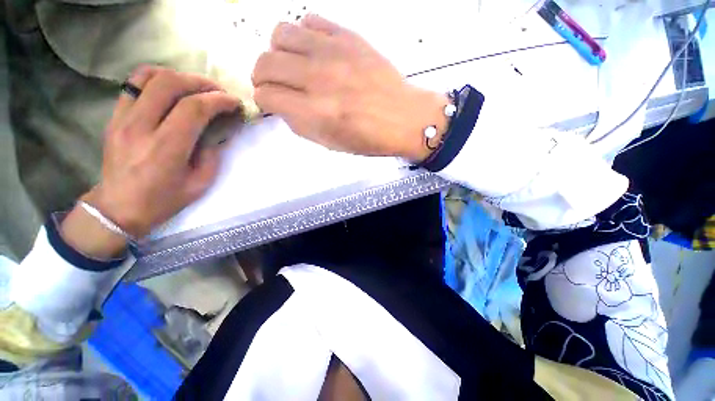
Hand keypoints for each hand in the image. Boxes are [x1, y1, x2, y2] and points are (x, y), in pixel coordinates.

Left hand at [61, 67, 241, 257]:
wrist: (118, 208)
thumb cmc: (163, 200)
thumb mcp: (200, 183)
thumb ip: (212, 154)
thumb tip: (219, 130)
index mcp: (166, 148)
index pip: (194, 108)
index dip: (219, 100)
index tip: (235, 103)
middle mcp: (140, 127)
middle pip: (170, 84)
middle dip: (201, 83)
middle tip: (219, 92)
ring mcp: (122, 118)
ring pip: (149, 77)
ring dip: (179, 76)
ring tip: (196, 87)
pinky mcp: (114, 116)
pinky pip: (133, 84)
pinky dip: (156, 78)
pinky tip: (170, 87)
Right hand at [252, 15, 449, 161]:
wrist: (403, 118)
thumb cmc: (369, 138)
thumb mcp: (330, 143)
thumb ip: (300, 124)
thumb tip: (281, 105)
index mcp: (315, 113)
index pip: (267, 96)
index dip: (265, 101)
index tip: (272, 103)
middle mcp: (318, 79)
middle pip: (265, 63)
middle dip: (263, 77)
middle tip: (275, 85)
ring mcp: (333, 53)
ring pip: (280, 35)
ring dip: (279, 52)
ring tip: (293, 66)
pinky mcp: (348, 36)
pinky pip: (309, 21)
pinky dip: (304, 36)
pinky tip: (314, 52)